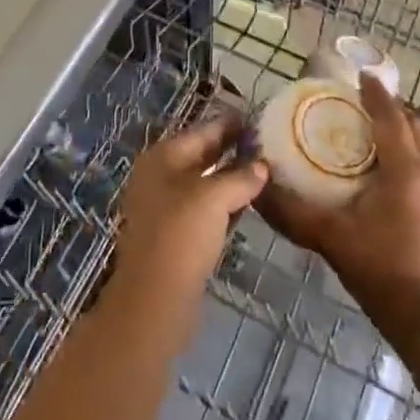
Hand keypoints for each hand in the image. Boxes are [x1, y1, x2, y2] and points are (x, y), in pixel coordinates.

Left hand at [109, 116, 266, 337]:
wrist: (154, 300)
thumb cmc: (181, 235)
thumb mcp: (215, 198)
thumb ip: (241, 177)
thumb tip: (262, 166)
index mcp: (162, 157)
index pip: (202, 131)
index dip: (229, 124)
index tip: (257, 119)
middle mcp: (160, 177)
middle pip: (201, 155)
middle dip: (231, 150)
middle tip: (266, 144)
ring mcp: (164, 208)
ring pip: (204, 184)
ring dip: (230, 179)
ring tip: (264, 171)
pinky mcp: (174, 237)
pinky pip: (204, 210)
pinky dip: (224, 204)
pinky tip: (248, 205)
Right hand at [256, 75, 419, 326]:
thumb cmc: (382, 270)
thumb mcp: (330, 237)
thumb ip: (292, 212)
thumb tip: (257, 190)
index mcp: (405, 168)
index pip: (390, 115)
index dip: (374, 92)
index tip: (358, 74)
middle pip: (411, 123)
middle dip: (387, 106)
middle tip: (356, 100)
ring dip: (399, 128)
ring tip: (368, 126)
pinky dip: (406, 149)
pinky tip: (384, 165)